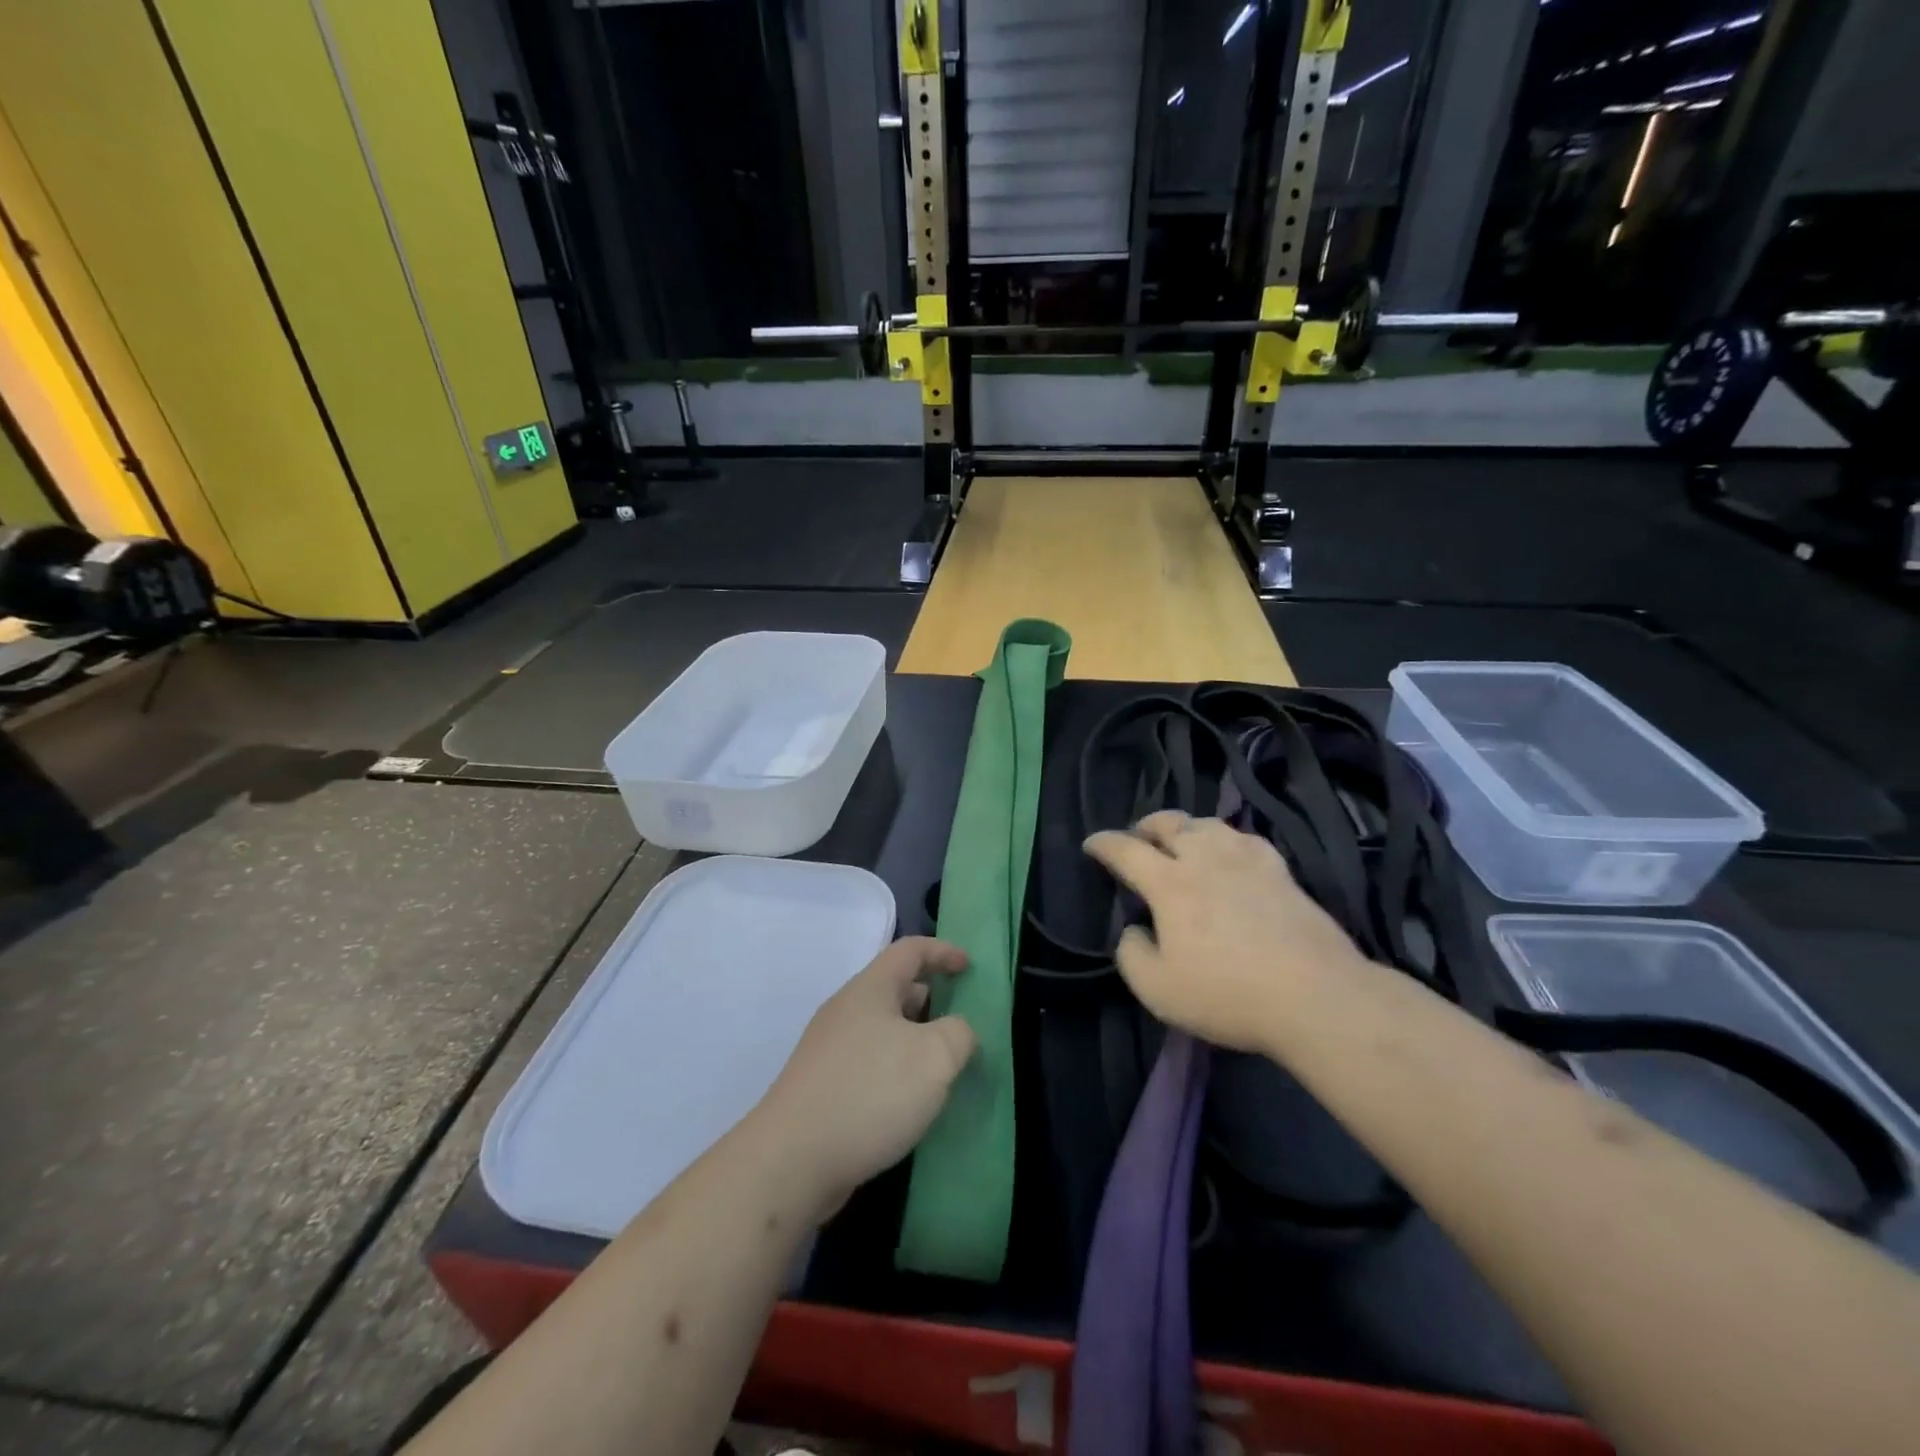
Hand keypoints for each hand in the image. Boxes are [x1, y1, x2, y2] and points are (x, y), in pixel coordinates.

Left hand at [753, 937, 976, 1220]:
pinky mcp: (822, 1088)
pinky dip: (896, 1070)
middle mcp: (846, 1011)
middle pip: (894, 988)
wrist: (791, 1162)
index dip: (942, 951)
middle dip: (931, 999)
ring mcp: (829, 1051)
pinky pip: (869, 1063)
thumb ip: (959, 1034)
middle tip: (961, 1022)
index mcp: (870, 989)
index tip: (969, 967)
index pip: (910, 950)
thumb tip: (958, 1032)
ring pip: (882, 1029)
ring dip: (915, 1039)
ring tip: (943, 1066)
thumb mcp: (934, 1057)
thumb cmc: (869, 1093)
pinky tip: (910, 1102)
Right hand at [1084, 811, 1367, 1053]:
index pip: (1126, 850)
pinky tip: (1232, 850)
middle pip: (1170, 824)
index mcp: (1170, 884)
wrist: (1315, 996)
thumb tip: (1134, 930)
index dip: (1104, 843)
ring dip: (1187, 827)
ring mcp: (1248, 862)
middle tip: (1138, 836)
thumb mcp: (1157, 989)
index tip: (1091, 843)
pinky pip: (1247, 839)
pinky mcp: (1282, 873)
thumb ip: (1131, 955)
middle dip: (1146, 825)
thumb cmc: (1228, 994)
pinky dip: (1228, 838)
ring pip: (1209, 824)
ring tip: (1182, 839)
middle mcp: (1206, 860)